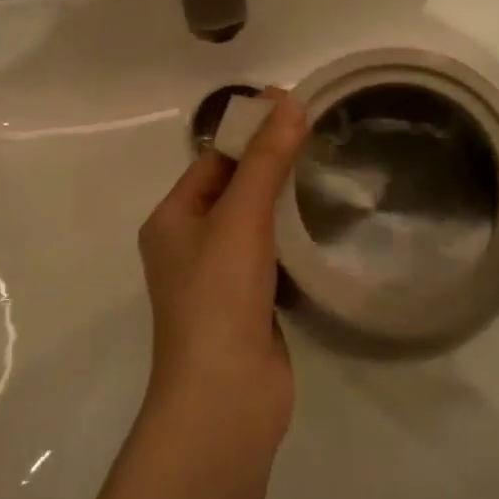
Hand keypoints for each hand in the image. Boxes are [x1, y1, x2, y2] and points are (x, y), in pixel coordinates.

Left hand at [137, 89, 307, 446]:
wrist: (226, 397)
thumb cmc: (220, 295)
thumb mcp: (241, 217)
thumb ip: (266, 160)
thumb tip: (289, 102)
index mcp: (171, 219)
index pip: (212, 160)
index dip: (250, 133)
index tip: (294, 109)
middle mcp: (188, 245)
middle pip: (233, 190)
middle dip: (270, 165)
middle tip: (319, 136)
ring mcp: (218, 278)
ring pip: (254, 225)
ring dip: (283, 202)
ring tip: (327, 172)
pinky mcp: (248, 305)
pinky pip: (270, 257)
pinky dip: (291, 240)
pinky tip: (323, 224)